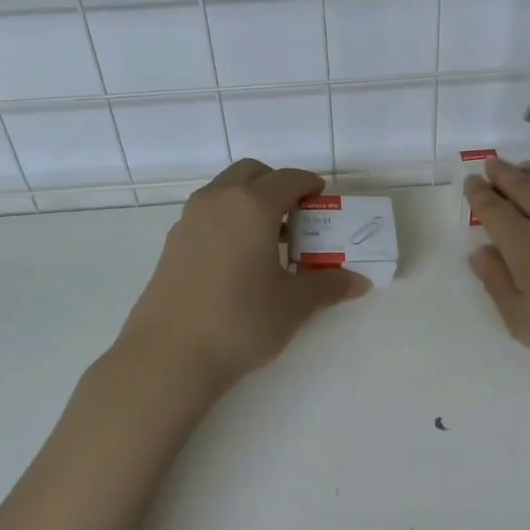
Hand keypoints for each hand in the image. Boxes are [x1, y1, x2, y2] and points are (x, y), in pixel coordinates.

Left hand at [117, 159, 370, 395]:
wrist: (169, 355)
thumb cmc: (241, 321)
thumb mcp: (294, 304)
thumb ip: (328, 285)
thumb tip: (360, 281)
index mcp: (252, 205)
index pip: (288, 179)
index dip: (310, 185)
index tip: (323, 201)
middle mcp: (218, 201)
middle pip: (252, 174)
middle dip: (276, 185)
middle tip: (296, 216)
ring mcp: (189, 220)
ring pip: (225, 192)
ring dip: (249, 202)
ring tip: (270, 240)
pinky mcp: (172, 244)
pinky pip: (207, 215)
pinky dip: (228, 221)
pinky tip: (239, 260)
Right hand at [465, 157, 529, 385]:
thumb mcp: (523, 321)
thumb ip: (497, 283)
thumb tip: (479, 252)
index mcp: (522, 243)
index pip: (494, 210)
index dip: (480, 195)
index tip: (471, 182)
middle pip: (522, 187)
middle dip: (503, 174)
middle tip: (491, 164)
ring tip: (522, 167)